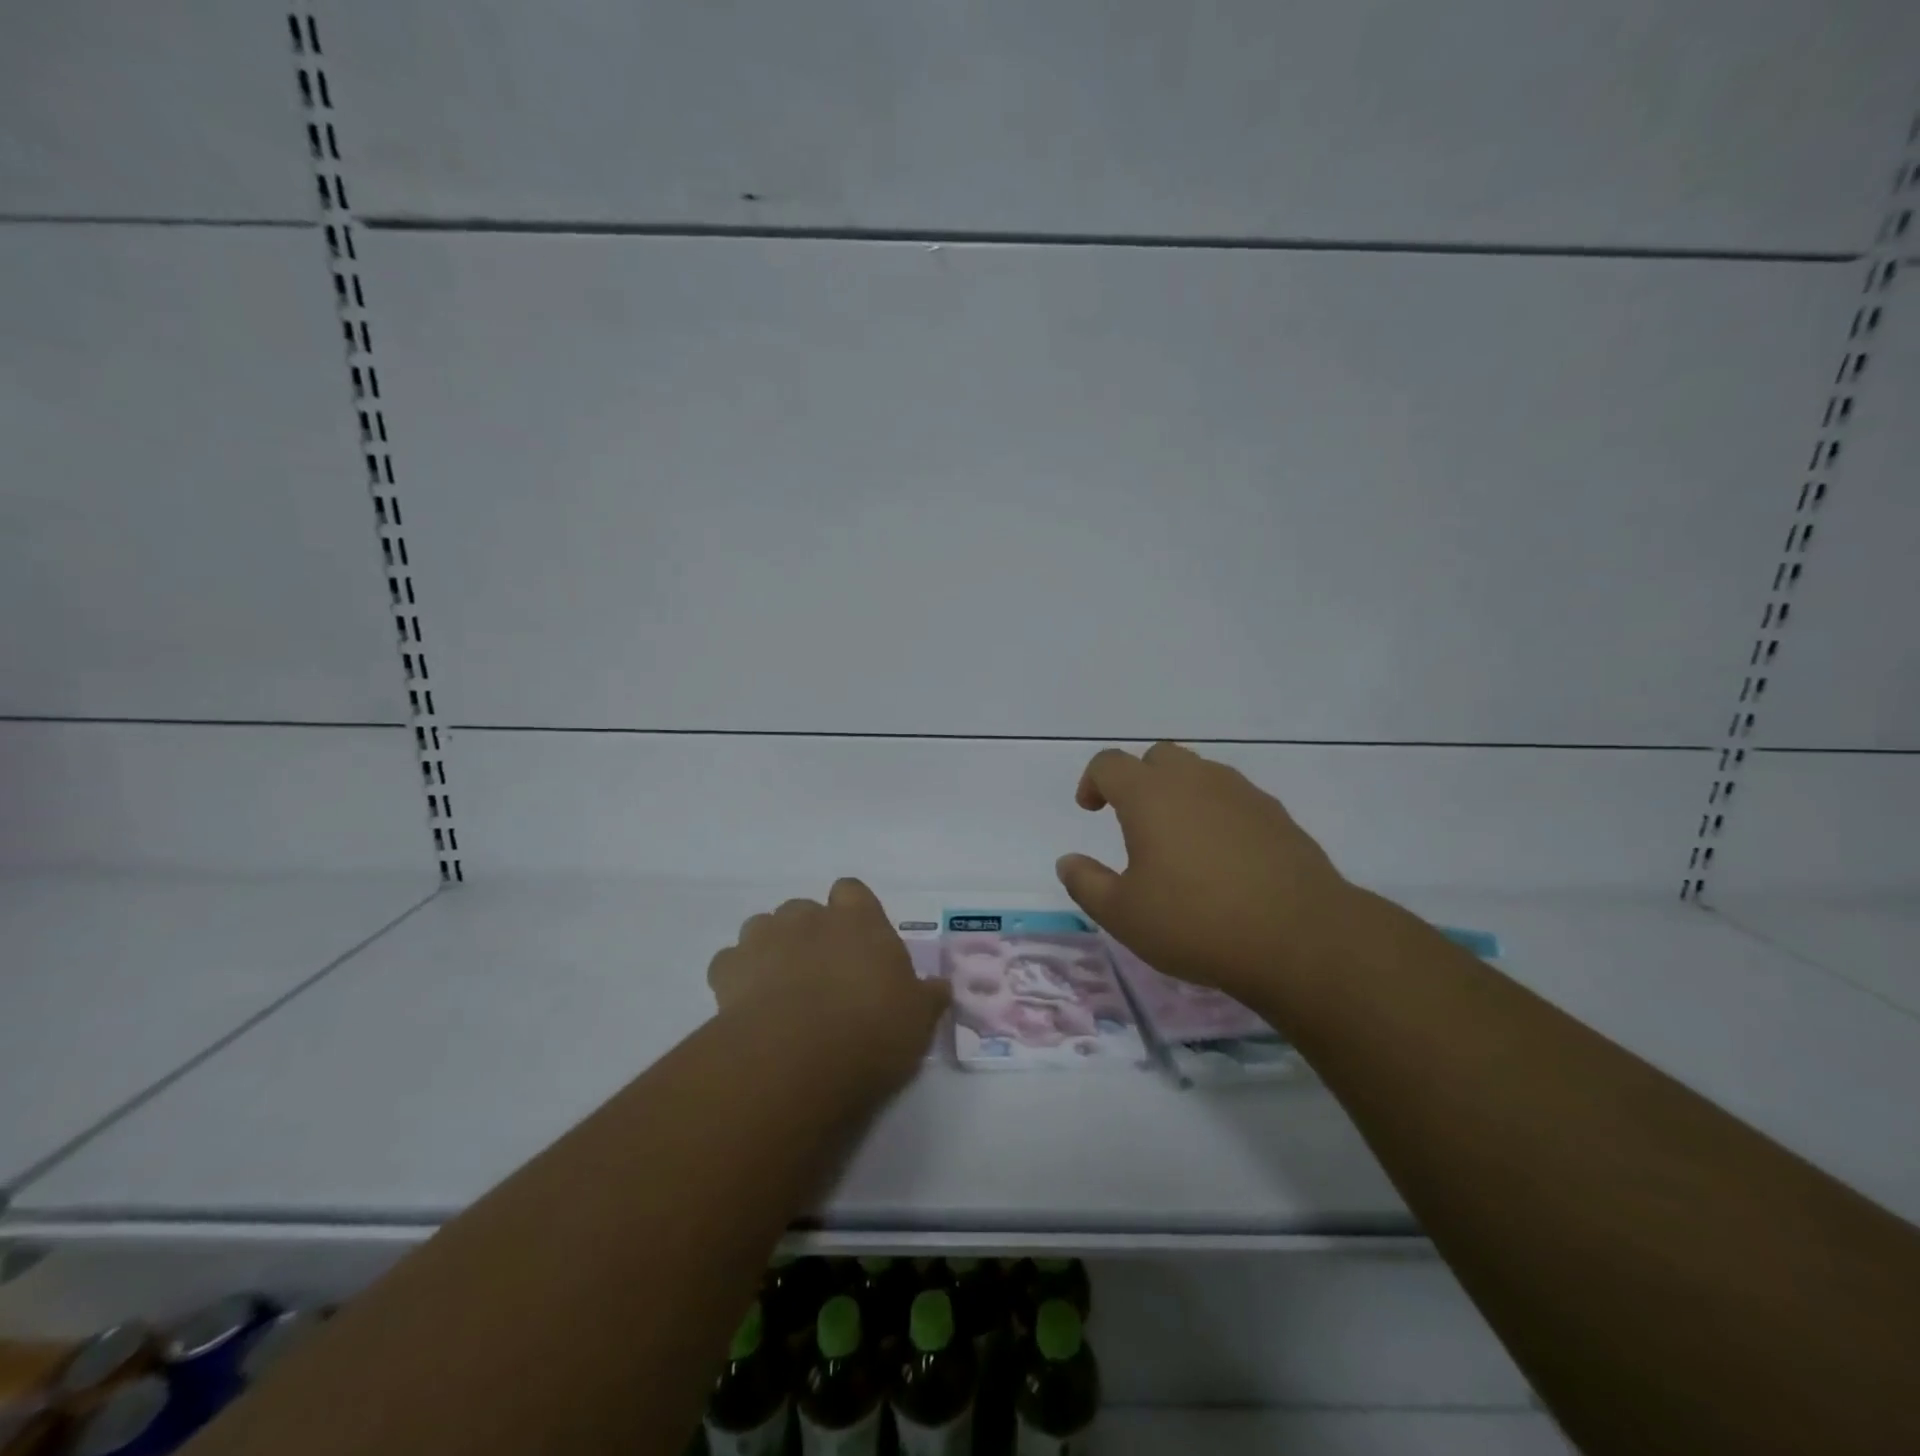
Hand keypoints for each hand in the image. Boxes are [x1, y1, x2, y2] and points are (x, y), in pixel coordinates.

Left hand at [707, 879, 950, 1084]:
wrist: (798, 1057)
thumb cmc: (872, 1030)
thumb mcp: (917, 1019)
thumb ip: (928, 997)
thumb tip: (941, 987)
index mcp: (859, 920)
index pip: (851, 891)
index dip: (852, 912)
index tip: (858, 944)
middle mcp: (810, 918)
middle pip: (804, 909)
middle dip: (809, 933)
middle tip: (821, 974)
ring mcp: (765, 939)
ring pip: (762, 927)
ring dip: (770, 949)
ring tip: (780, 988)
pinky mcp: (728, 969)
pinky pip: (729, 963)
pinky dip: (736, 977)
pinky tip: (747, 1005)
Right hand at [1055, 742, 1364, 1006]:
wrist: (1300, 937)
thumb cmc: (1196, 923)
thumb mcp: (1124, 915)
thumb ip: (1086, 883)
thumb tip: (1068, 862)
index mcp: (1150, 795)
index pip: (1110, 763)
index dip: (1093, 781)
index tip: (1091, 810)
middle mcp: (1195, 780)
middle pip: (1158, 757)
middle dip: (1138, 780)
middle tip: (1134, 821)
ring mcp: (1241, 793)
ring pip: (1199, 774)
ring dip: (1179, 794)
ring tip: (1179, 841)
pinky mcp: (1276, 815)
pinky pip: (1233, 798)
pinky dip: (1216, 813)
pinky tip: (1222, 858)